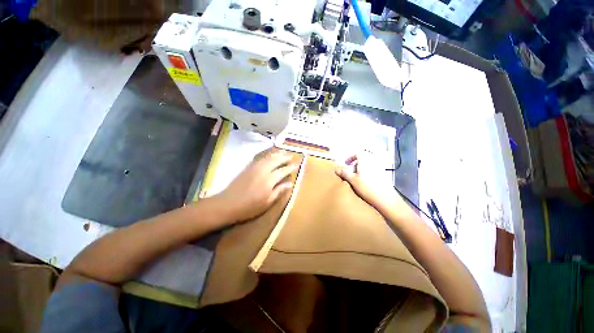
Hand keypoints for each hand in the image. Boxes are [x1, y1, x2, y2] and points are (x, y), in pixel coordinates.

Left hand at [215, 151, 297, 222]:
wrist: (227, 204)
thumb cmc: (249, 207)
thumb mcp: (267, 203)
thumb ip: (279, 191)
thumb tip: (290, 183)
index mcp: (269, 180)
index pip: (283, 171)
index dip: (290, 167)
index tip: (296, 164)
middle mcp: (263, 170)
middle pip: (276, 160)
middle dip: (284, 157)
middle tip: (291, 155)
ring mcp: (254, 167)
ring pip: (268, 157)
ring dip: (276, 154)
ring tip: (283, 151)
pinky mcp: (248, 167)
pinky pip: (260, 158)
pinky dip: (267, 155)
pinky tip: (269, 155)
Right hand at [335, 155, 402, 213]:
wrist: (385, 199)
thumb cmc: (367, 188)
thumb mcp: (352, 180)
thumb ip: (344, 173)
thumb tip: (336, 168)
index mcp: (365, 161)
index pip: (358, 153)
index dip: (351, 157)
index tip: (346, 164)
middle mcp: (373, 162)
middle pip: (363, 159)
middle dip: (355, 164)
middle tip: (351, 173)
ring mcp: (379, 169)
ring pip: (368, 165)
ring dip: (361, 170)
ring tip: (357, 179)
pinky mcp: (383, 175)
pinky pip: (373, 171)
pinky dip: (367, 174)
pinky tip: (366, 183)